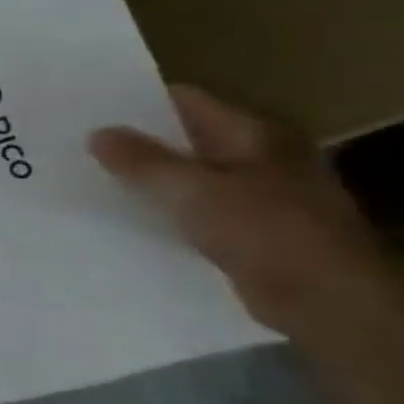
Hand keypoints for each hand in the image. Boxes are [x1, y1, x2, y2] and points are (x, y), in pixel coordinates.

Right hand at [90, 85, 403, 339]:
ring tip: (90, 179)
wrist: (325, 302)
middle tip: (78, 146)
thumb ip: (140, 160)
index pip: (184, 102)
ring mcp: (257, 195)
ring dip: (146, 180)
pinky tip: (126, 216)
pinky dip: (163, 210)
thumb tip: (98, 133)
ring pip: (185, 177)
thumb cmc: (263, 231)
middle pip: (183, 139)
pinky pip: (193, 210)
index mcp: (254, 135)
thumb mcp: (190, 189)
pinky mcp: (248, 230)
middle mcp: (258, 158)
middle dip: (134, 143)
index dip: (135, 103)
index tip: (88, 110)